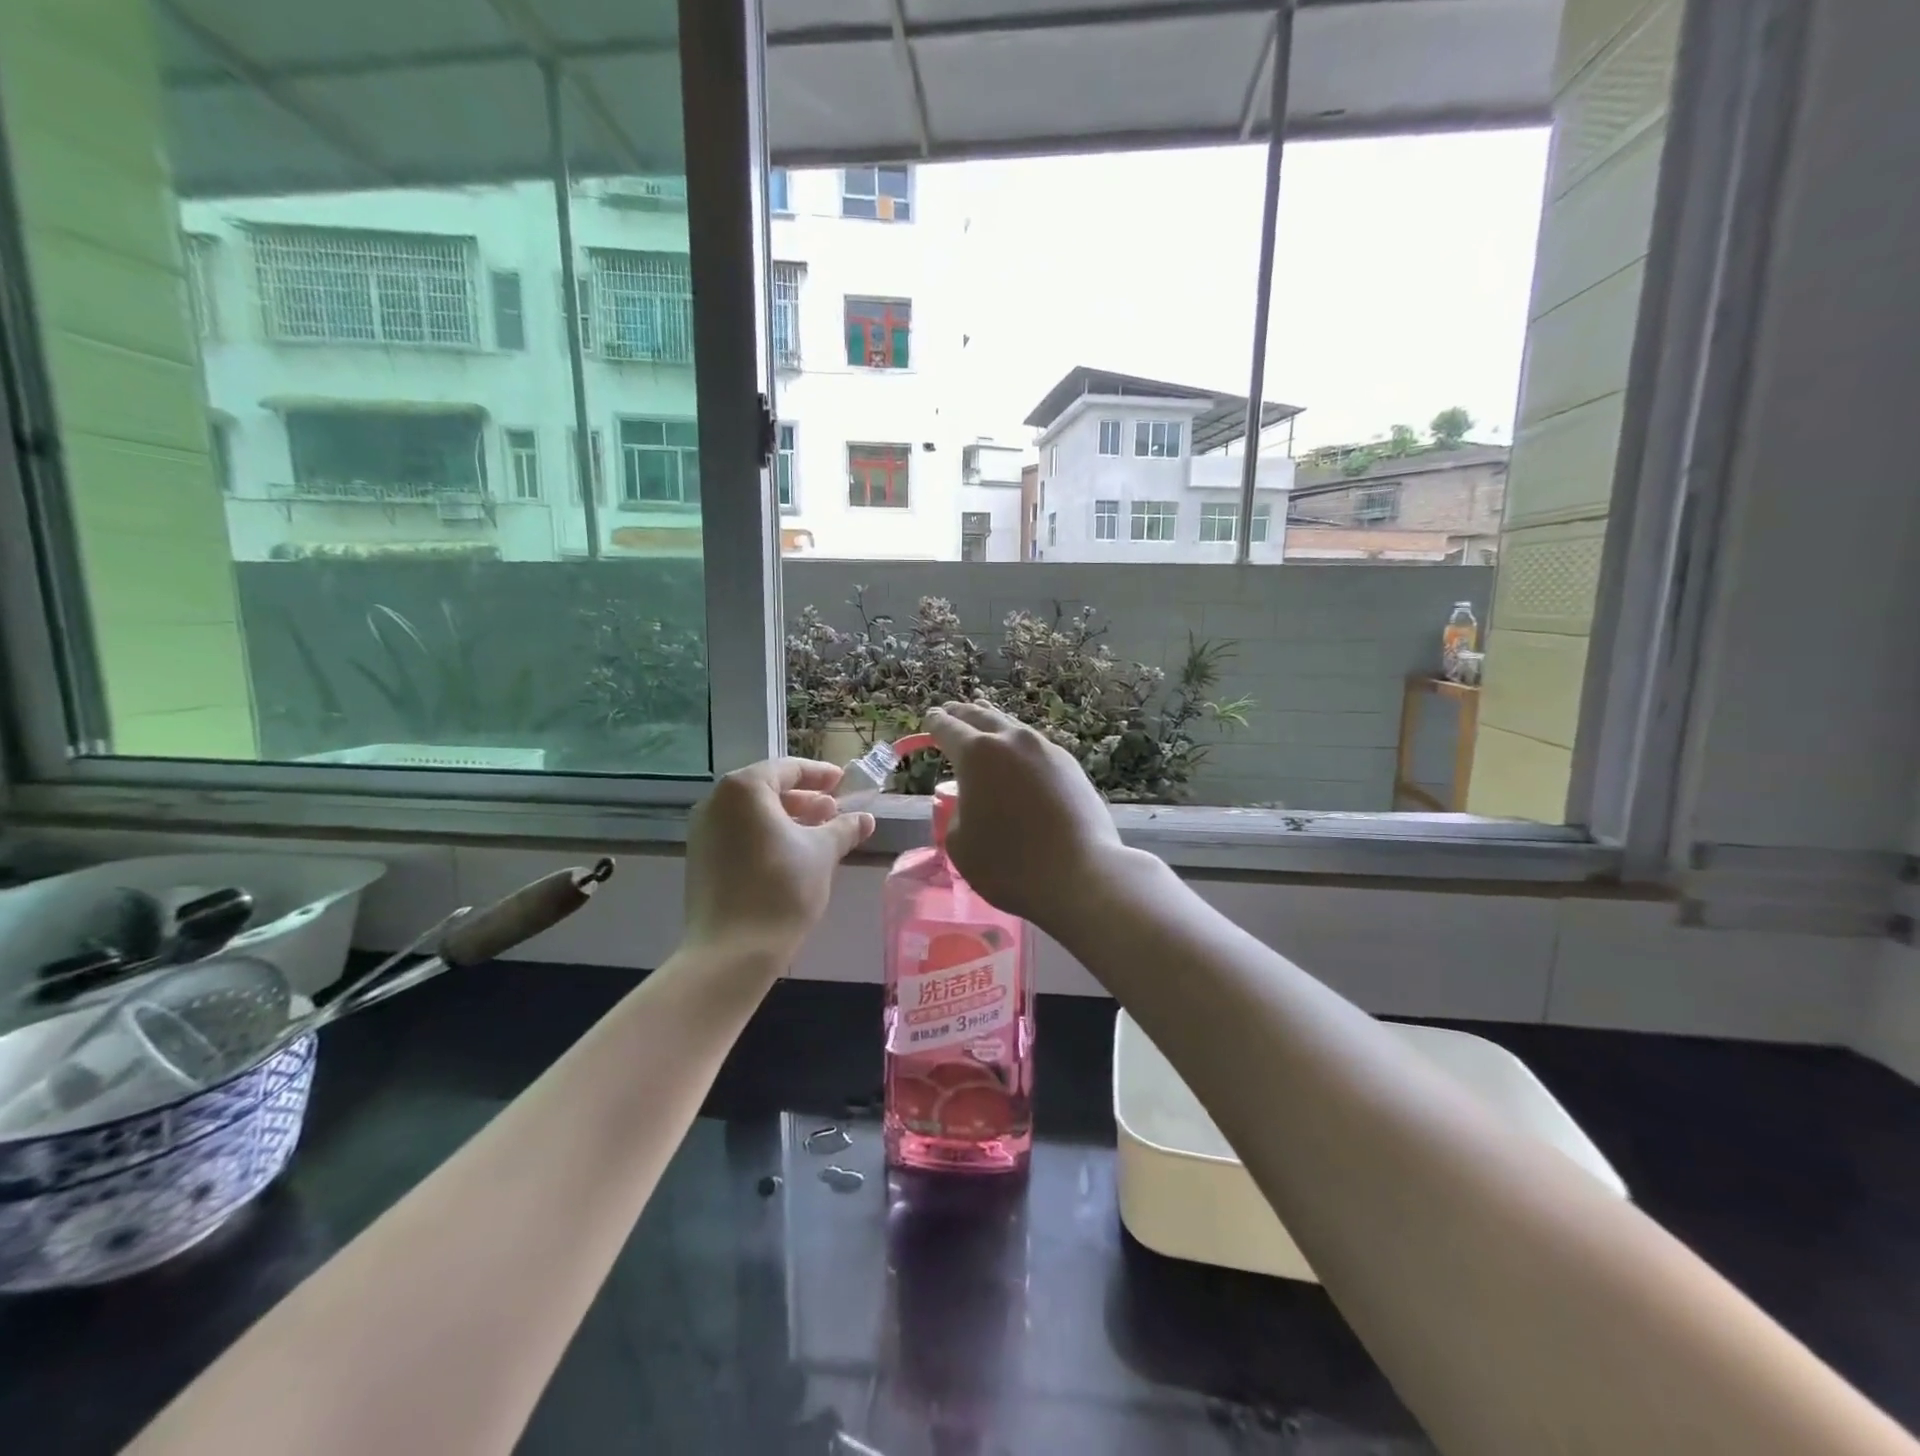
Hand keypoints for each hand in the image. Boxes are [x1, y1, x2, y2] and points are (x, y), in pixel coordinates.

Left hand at [683, 758, 874, 960]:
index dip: (819, 774)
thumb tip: (865, 818)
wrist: (732, 952)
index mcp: (744, 789)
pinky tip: (792, 855)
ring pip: (752, 814)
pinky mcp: (701, 860)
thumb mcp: (822, 853)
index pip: (787, 769)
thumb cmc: (781, 889)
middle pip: (766, 789)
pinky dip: (766, 836)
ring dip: (787, 819)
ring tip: (819, 833)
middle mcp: (716, 802)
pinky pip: (739, 834)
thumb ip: (844, 828)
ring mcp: (703, 832)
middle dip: (804, 798)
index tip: (843, 782)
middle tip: (834, 810)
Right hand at [924, 701, 1124, 927]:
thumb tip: (971, 802)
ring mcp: (1046, 750)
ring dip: (994, 723)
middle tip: (952, 710)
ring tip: (985, 719)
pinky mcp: (1071, 766)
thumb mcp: (960, 844)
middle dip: (964, 714)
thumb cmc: (1008, 863)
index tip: (931, 717)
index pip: (948, 728)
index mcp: (976, 754)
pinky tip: (1020, 755)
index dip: (936, 723)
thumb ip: (957, 813)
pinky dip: (1020, 746)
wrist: (1080, 874)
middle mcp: (1012, 741)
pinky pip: (1036, 746)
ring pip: (1013, 727)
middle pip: (982, 716)